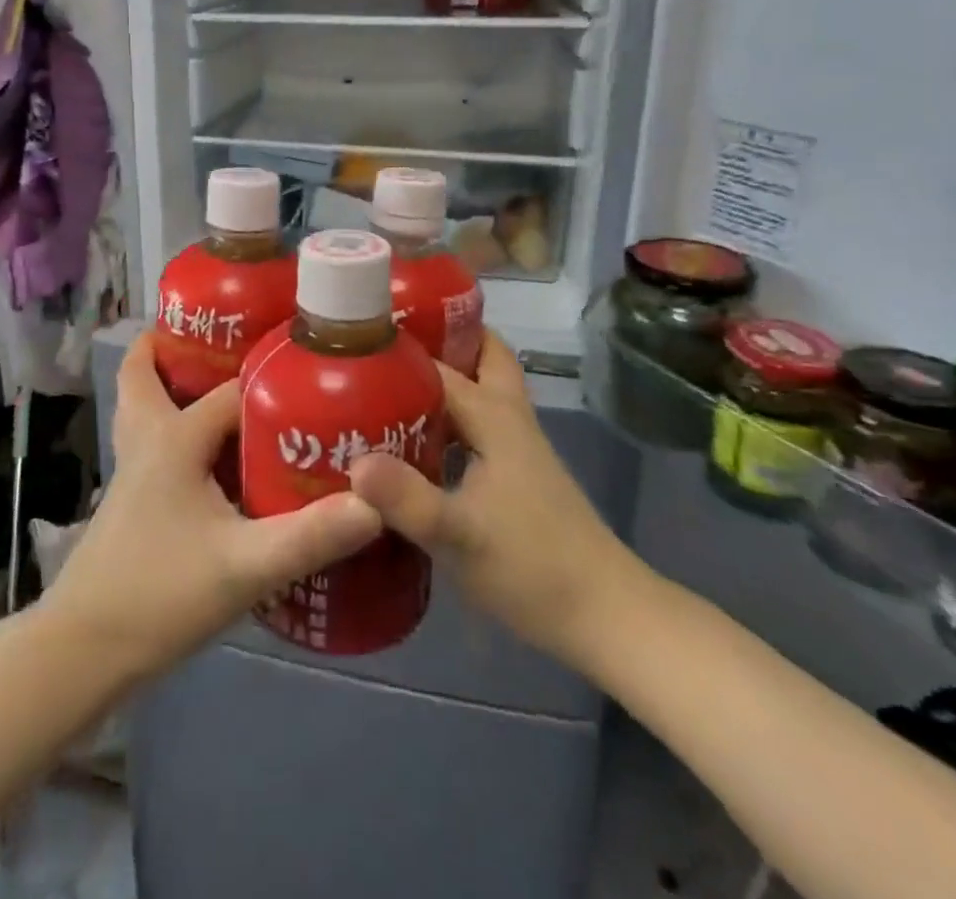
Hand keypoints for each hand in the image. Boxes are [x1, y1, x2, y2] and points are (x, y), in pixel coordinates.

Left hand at [42, 333, 382, 684]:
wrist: (83, 650)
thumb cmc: (159, 595)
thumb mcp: (244, 567)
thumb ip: (310, 536)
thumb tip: (376, 504)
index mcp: (172, 438)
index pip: (230, 391)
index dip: (270, 383)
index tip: (309, 373)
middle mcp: (147, 440)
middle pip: (146, 374)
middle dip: (177, 349)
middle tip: (229, 341)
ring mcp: (133, 469)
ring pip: (142, 405)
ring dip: (167, 383)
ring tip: (215, 381)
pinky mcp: (132, 499)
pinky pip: (152, 440)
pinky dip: (172, 425)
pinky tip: (211, 457)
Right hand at [348, 332, 641, 667]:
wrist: (604, 615)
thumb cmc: (532, 567)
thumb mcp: (458, 535)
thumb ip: (405, 498)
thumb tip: (352, 462)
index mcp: (494, 416)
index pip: (439, 364)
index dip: (397, 350)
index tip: (350, 343)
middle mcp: (507, 417)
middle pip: (480, 355)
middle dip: (441, 339)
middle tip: (384, 346)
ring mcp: (515, 445)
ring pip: (479, 389)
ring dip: (443, 376)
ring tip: (384, 385)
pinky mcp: (515, 473)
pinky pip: (475, 424)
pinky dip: (447, 416)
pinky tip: (412, 440)